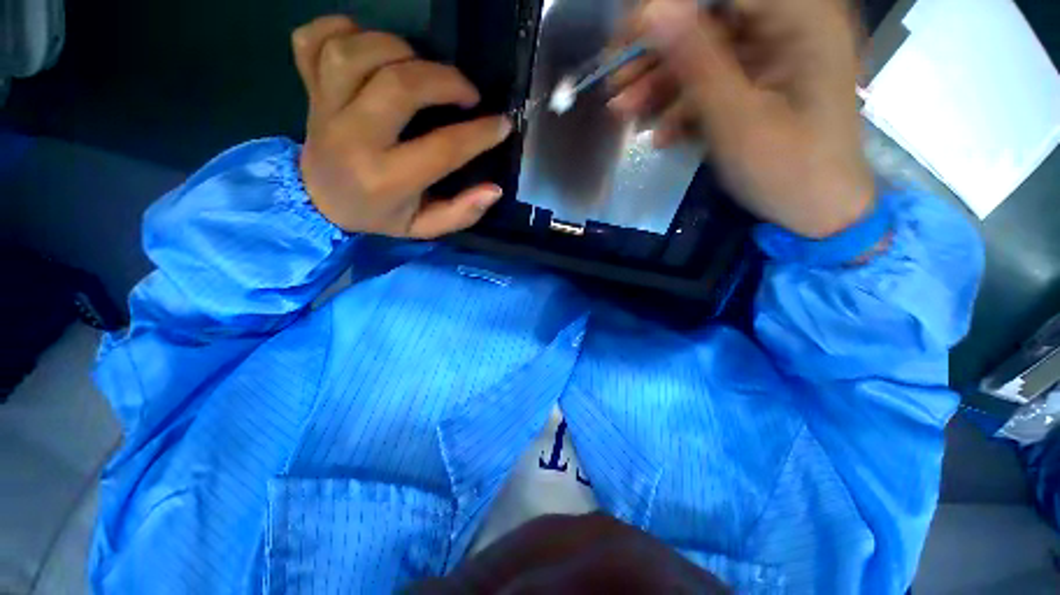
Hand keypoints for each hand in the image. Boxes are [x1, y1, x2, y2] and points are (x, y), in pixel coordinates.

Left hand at [292, 17, 513, 237]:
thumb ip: (461, 214)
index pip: (442, 149)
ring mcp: (323, 108)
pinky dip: (342, 29)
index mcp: (386, 180)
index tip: (502, 124)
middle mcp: (353, 139)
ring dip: (398, 49)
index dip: (480, 134)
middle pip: (398, 86)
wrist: (320, 202)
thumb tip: (494, 190)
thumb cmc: (379, 215)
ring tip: (421, 67)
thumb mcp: (424, 228)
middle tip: (467, 92)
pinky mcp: (308, 87)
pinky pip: (313, 39)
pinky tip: (370, 46)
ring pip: (355, 53)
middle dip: (444, 80)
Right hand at [609, 0, 874, 238]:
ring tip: (622, 111)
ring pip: (705, 50)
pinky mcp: (762, 80)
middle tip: (615, 83)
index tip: (626, 41)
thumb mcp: (737, 119)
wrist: (817, 210)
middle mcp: (790, 23)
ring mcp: (775, 53)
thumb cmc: (787, 169)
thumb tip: (654, 11)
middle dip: (657, 51)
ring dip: (660, 82)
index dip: (668, 8)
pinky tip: (658, 135)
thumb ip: (698, 62)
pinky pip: (714, 80)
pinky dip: (682, 104)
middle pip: (710, 17)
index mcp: (801, 18)